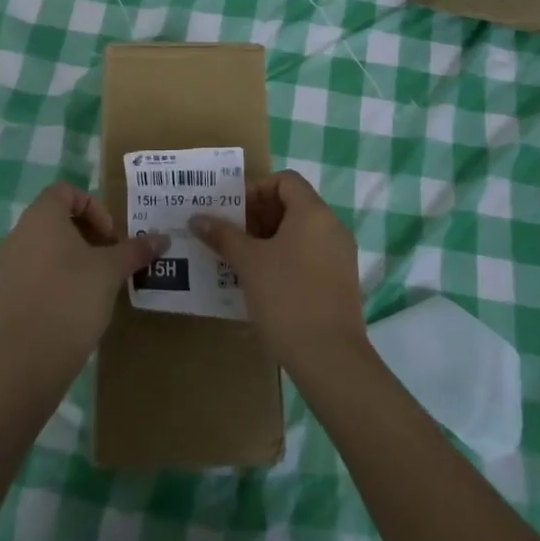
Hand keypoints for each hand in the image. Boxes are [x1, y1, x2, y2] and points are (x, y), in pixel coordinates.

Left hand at [0, 182, 163, 379]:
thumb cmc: (72, 299)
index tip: (110, 237)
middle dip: (85, 234)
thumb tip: (163, 239)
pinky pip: (30, 274)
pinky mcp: (0, 296)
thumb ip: (135, 250)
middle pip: (54, 219)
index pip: (65, 192)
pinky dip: (52, 279)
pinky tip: (70, 306)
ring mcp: (4, 266)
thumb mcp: (111, 271)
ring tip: (92, 284)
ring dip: (69, 257)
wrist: (28, 361)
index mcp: (41, 217)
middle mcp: (17, 234)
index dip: (93, 207)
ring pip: (42, 247)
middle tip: (107, 259)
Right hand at [189, 169, 365, 374]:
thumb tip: (197, 217)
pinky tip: (264, 284)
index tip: (233, 214)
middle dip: (259, 217)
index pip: (285, 180)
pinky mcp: (341, 282)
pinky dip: (287, 259)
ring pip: (301, 233)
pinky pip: (310, 256)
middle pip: (293, 205)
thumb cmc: (287, 299)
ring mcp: (340, 255)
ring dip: (270, 241)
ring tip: (241, 261)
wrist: (330, 359)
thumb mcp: (249, 264)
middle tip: (231, 238)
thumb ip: (224, 235)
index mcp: (313, 212)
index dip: (256, 190)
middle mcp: (332, 226)